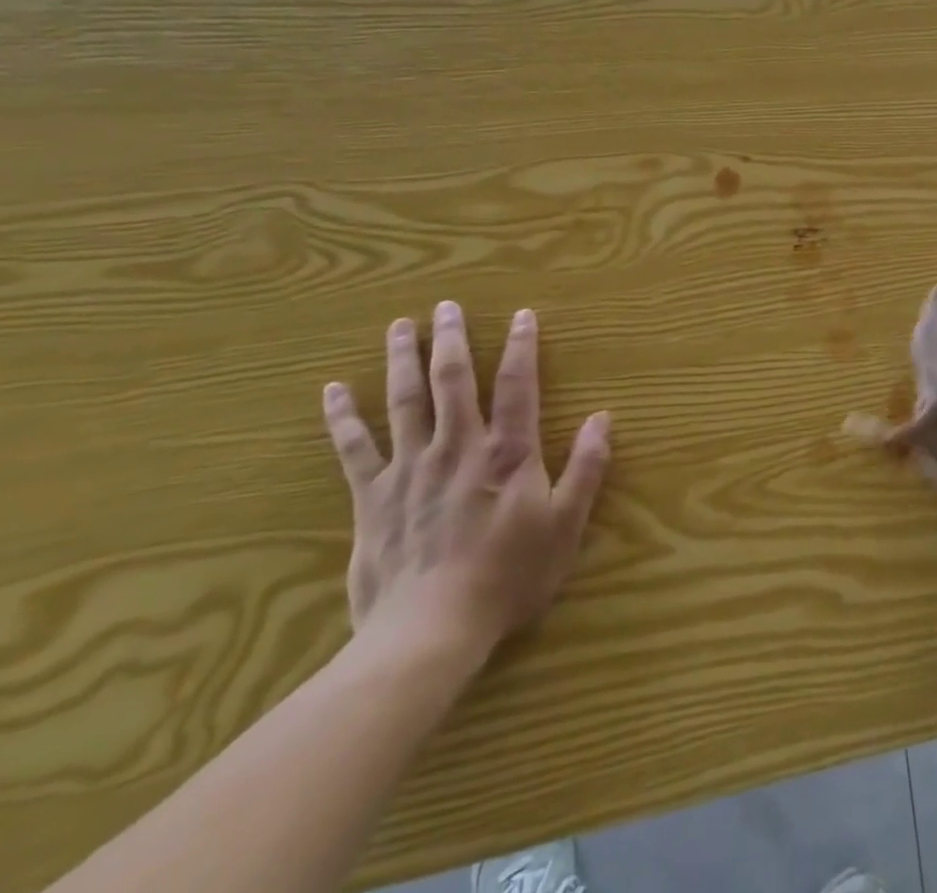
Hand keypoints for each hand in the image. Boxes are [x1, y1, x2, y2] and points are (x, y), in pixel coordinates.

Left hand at [321, 301, 611, 663]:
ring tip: (401, 326)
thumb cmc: (508, 578)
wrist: (430, 632)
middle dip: (452, 339)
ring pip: (404, 401)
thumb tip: (603, 418)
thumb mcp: (565, 526)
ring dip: (403, 359)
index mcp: (507, 453)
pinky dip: (343, 417)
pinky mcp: (373, 496)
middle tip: (447, 306)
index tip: (521, 314)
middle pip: (453, 380)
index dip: (522, 346)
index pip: (518, 385)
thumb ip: (586, 469)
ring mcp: (411, 468)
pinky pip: (354, 448)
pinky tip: (333, 390)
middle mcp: (458, 447)